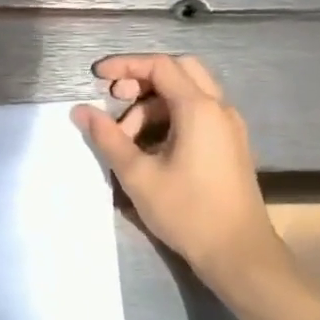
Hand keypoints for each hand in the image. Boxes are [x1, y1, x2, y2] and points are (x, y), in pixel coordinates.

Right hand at [73, 54, 281, 289]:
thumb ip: (108, 138)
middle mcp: (219, 108)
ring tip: (128, 139)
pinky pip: (199, 113)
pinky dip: (171, 117)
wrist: (239, 253)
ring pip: (189, 93)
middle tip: (116, 99)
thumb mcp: (138, 175)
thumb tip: (80, 111)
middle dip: (142, 78)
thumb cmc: (188, 212)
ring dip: (154, 104)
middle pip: (179, 70)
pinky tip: (152, 147)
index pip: (159, 66)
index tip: (96, 76)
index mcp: (199, 109)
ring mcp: (229, 126)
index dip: (124, 65)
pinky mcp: (230, 144)